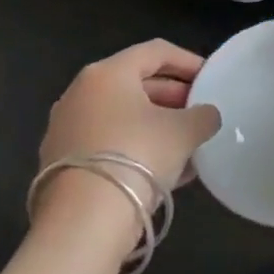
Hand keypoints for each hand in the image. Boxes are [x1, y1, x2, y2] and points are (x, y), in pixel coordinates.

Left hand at [36, 41, 221, 227]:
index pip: (155, 52)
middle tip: (200, 112)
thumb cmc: (138, 155)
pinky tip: (167, 171)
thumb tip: (206, 116)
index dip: (188, 61)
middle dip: (174, 97)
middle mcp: (80, 94)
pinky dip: (138, 148)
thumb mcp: (185, 131)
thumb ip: (203, 116)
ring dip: (157, 126)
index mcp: (107, 74)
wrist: (83, 222)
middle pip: (136, 84)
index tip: (211, 78)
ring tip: (190, 145)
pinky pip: (110, 144)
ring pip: (123, 117)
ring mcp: (66, 130)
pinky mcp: (62, 164)